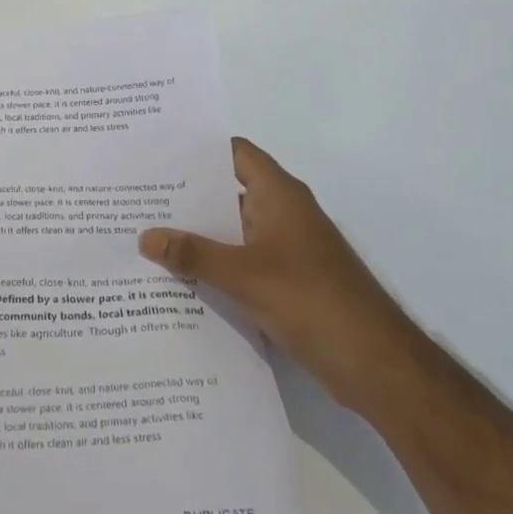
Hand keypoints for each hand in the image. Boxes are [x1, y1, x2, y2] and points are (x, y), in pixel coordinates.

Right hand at [139, 137, 421, 410]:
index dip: (197, 149)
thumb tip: (144, 236)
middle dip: (184, 194)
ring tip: (143, 233)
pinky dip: (212, 264)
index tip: (155, 150)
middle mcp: (282, 213)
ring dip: (195, 234)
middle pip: (226, 191)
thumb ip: (193, 254)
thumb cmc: (313, 301)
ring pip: (230, 230)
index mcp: (279, 195)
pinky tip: (175, 276)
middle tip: (135, 194)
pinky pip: (239, 262)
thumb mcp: (245, 275)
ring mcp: (285, 249)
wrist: (376, 365)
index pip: (234, 153)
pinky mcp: (285, 282)